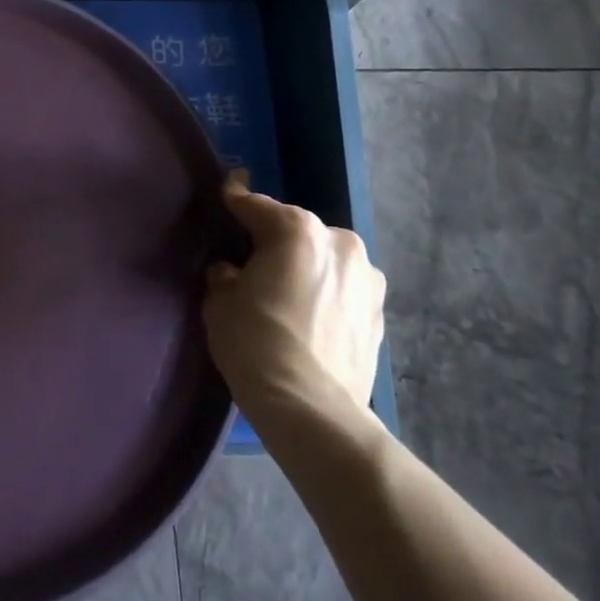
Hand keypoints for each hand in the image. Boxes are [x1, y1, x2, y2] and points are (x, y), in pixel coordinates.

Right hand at [203, 172, 384, 426]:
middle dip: (277, 243)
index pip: (256, 206)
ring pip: (326, 261)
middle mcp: (339, 242)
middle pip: (297, 232)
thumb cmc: (255, 341)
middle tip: (254, 264)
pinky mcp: (380, 314)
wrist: (310, 407)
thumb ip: (226, 275)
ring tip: (288, 295)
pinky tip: (311, 319)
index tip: (228, 193)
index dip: (236, 200)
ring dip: (308, 269)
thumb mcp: (220, 301)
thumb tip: (233, 273)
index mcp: (296, 229)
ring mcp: (367, 279)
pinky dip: (328, 297)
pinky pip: (344, 292)